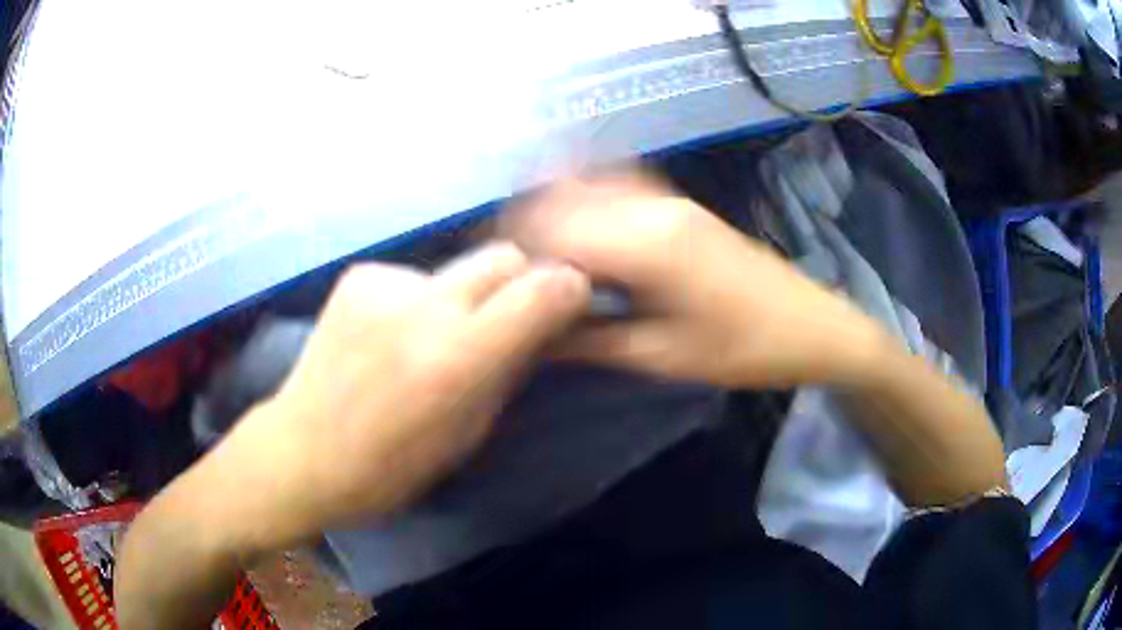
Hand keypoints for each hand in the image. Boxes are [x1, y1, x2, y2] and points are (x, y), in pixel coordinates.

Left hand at [212, 244, 589, 550]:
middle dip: (520, 282)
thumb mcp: (469, 434)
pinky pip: (413, 277)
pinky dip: (416, 302)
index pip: (544, 289)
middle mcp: (424, 305)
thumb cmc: (391, 467)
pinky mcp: (358, 275)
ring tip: (429, 338)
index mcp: (459, 357)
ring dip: (462, 297)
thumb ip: (509, 370)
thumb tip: (540, 328)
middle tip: (506, 319)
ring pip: (456, 270)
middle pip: (504, 257)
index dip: (569, 290)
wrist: (303, 450)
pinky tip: (388, 335)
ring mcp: (385, 283)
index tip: (569, 305)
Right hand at [500, 175, 883, 388]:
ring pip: (589, 186)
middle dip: (526, 227)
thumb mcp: (662, 357)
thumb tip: (531, 335)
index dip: (514, 250)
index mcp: (644, 244)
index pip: (553, 231)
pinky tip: (577, 223)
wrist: (813, 326)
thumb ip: (591, 339)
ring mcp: (669, 200)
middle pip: (564, 199)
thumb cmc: (743, 349)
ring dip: (554, 210)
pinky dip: (588, 198)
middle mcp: (651, 207)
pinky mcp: (682, 206)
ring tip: (534, 251)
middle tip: (507, 270)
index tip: (491, 278)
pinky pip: (620, 187)